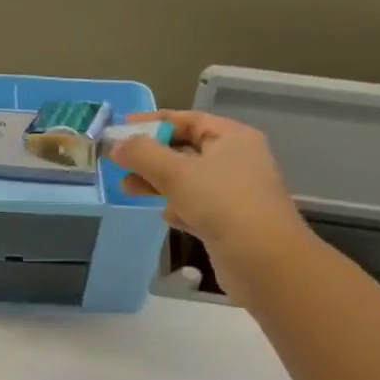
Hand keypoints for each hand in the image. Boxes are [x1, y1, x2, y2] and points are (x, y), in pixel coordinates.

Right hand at [110, 111, 313, 294]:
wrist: (263, 260)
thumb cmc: (222, 203)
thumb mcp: (177, 173)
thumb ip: (142, 155)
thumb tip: (116, 146)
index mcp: (232, 137)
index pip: (187, 120)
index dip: (152, 122)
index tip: (120, 129)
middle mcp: (236, 160)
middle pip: (185, 150)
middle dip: (150, 156)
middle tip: (117, 163)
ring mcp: (233, 193)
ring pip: (188, 180)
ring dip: (157, 182)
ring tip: (126, 188)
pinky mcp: (228, 222)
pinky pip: (196, 206)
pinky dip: (177, 207)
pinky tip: (162, 214)